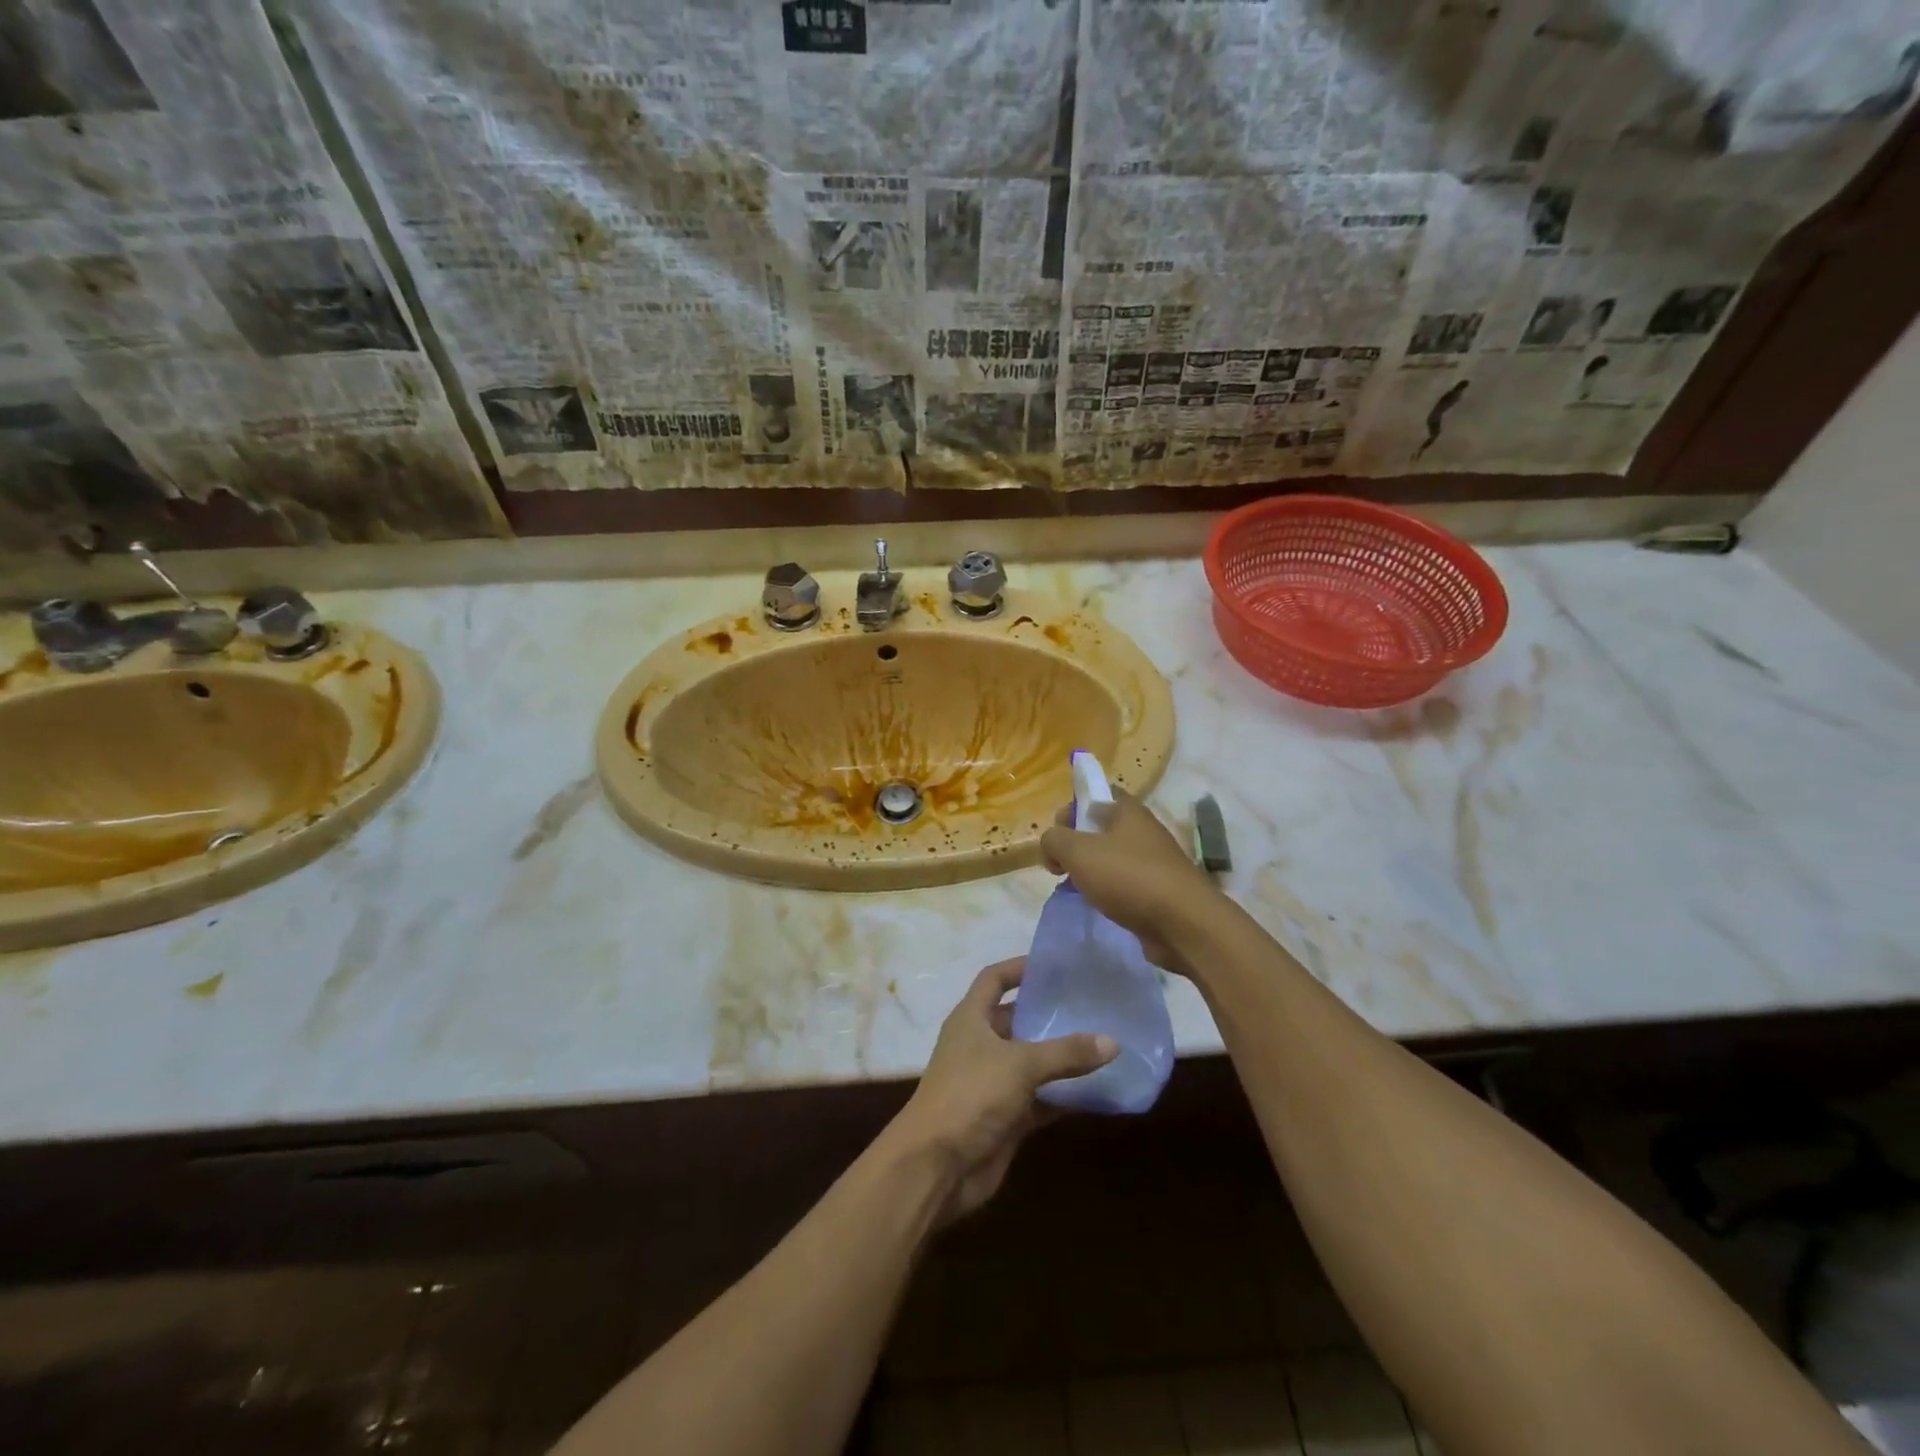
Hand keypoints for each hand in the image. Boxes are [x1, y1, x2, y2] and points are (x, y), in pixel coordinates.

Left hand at [890, 958, 1115, 1221]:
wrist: (937, 1166)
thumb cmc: (971, 1095)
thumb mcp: (1020, 1065)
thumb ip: (1066, 1053)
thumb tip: (1112, 1041)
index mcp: (971, 1019)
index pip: (994, 979)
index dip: (1019, 968)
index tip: (1055, 965)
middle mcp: (980, 1045)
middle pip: (1017, 1019)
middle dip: (1049, 1013)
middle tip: (1092, 1005)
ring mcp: (992, 1082)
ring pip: (1032, 1061)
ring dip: (1062, 1056)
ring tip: (1103, 1042)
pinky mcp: (1005, 1117)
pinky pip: (1041, 1098)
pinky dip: (1064, 1095)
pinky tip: (1097, 1090)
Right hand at [1040, 790, 1220, 974]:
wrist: (1183, 924)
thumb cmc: (1128, 877)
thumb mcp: (1078, 851)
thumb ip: (1054, 840)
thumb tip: (1050, 843)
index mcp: (1128, 811)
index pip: (1097, 794)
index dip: (1072, 808)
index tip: (1056, 834)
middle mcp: (1144, 831)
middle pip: (1103, 828)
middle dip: (1077, 844)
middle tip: (1060, 865)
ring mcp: (1155, 862)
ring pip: (1113, 858)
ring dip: (1092, 871)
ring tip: (1077, 889)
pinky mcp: (1160, 891)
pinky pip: (1126, 884)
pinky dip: (1110, 892)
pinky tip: (1100, 906)